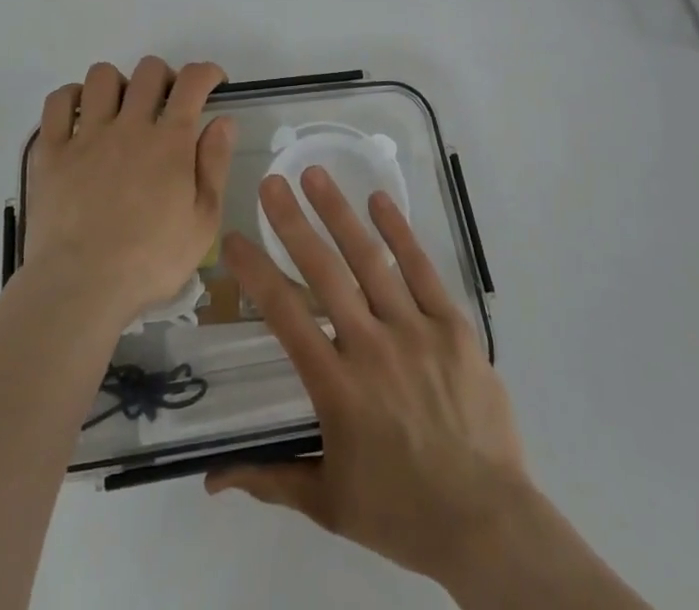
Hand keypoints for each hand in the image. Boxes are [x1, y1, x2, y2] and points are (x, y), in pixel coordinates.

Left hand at [24, 57, 236, 325]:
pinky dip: (71, 97)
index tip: (212, 82)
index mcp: (169, 142)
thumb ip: (215, 166)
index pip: (191, 82)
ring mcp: (85, 135)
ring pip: (102, 77)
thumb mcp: (203, 223)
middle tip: (166, 103)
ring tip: (121, 110)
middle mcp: (128, 126)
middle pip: (148, 71)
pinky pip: (57, 102)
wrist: (80, 288)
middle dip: (165, 77)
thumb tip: (223, 121)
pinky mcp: (51, 151)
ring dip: (118, 84)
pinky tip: (81, 115)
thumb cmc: (149, 262)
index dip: (206, 72)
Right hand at [207, 168, 531, 587]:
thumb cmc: (401, 511)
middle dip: (293, 223)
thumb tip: (211, 479)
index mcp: (337, 388)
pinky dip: (400, 232)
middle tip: (271, 181)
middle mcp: (371, 348)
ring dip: (339, 213)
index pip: (285, 315)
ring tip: (316, 174)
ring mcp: (415, 332)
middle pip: (324, 273)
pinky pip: (422, 270)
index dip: (256, 273)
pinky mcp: (452, 327)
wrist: (487, 523)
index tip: (234, 239)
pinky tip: (379, 199)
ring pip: (370, 261)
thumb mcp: (327, 502)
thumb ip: (268, 479)